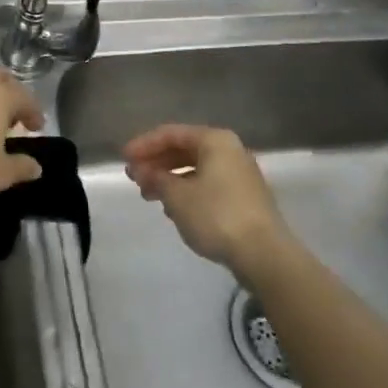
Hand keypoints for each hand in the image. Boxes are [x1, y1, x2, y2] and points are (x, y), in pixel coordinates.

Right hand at [124, 125, 290, 276]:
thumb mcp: (177, 196)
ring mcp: (240, 175)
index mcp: (215, 140)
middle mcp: (230, 151)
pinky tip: (172, 208)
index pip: (171, 133)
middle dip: (156, 162)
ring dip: (169, 179)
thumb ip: (155, 178)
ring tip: (147, 195)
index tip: (123, 159)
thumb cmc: (216, 215)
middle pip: (184, 150)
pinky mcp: (244, 198)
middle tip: (133, 177)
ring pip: (195, 169)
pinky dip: (186, 191)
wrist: (264, 254)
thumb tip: (141, 171)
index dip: (144, 144)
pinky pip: (207, 185)